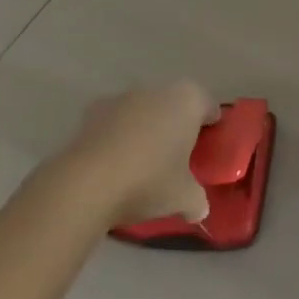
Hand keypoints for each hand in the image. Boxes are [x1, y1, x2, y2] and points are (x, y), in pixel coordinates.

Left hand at [59, 80, 219, 227]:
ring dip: (146, 127)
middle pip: (175, 104)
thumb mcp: (183, 198)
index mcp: (188, 101)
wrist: (86, 183)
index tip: (207, 147)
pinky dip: (118, 134)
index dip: (211, 126)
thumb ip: (197, 200)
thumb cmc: (148, 181)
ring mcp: (123, 97)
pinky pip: (116, 121)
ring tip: (142, 161)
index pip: (209, 107)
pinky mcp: (93, 110)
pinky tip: (114, 162)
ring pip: (144, 110)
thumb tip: (200, 209)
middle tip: (177, 155)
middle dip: (177, 124)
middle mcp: (158, 90)